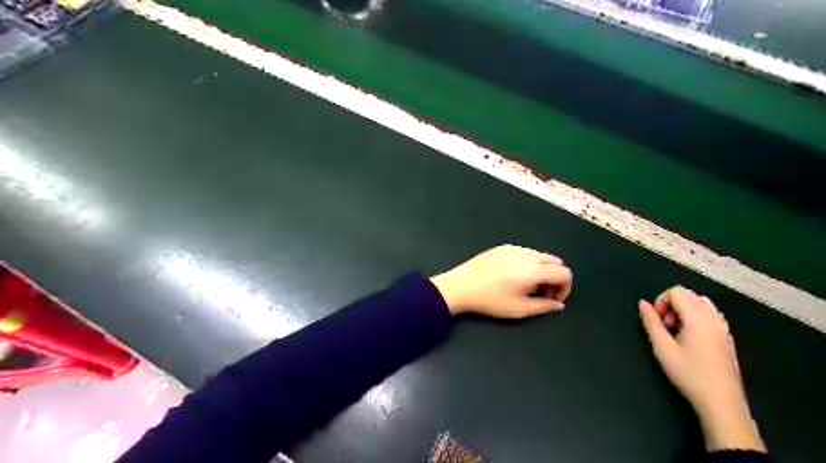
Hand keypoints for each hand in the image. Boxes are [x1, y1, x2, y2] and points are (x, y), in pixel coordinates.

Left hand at [429, 247, 571, 317]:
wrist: (461, 286)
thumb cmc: (491, 300)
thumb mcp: (520, 309)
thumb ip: (544, 306)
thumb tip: (559, 304)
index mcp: (535, 269)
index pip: (565, 273)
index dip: (565, 288)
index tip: (552, 299)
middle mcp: (528, 254)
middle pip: (555, 262)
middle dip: (555, 278)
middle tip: (541, 293)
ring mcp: (515, 248)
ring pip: (540, 255)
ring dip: (542, 270)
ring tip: (526, 285)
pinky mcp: (502, 247)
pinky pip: (525, 252)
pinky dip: (528, 263)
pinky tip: (512, 275)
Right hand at [638, 286, 766, 450]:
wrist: (721, 402)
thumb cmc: (689, 374)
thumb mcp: (662, 347)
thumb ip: (650, 322)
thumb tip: (643, 304)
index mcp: (698, 317)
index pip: (677, 291)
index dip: (660, 301)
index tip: (656, 321)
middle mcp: (714, 317)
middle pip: (689, 295)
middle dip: (671, 304)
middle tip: (664, 327)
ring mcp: (723, 327)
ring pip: (700, 303)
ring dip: (683, 310)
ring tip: (675, 332)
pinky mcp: (727, 338)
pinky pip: (709, 315)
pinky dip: (695, 318)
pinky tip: (689, 340)